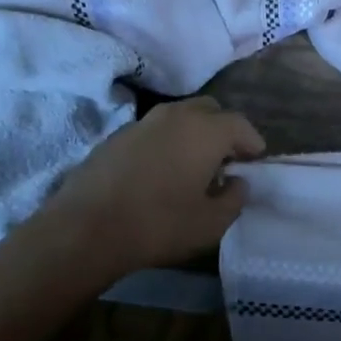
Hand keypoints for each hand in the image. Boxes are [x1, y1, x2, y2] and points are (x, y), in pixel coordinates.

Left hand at [33, 96, 265, 276]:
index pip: (240, 124)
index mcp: (206, 131)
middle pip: (210, 110)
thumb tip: (237, 182)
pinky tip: (159, 171)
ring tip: (193, 166)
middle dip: (223, 130)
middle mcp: (176, 115)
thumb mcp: (212, 223)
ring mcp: (142, 122)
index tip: (255, 161)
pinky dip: (165, 143)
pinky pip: (153, 131)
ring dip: (192, 134)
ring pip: (179, 117)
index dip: (252, 142)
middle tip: (226, 160)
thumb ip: (235, 198)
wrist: (85, 229)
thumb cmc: (159, 225)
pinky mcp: (115, 136)